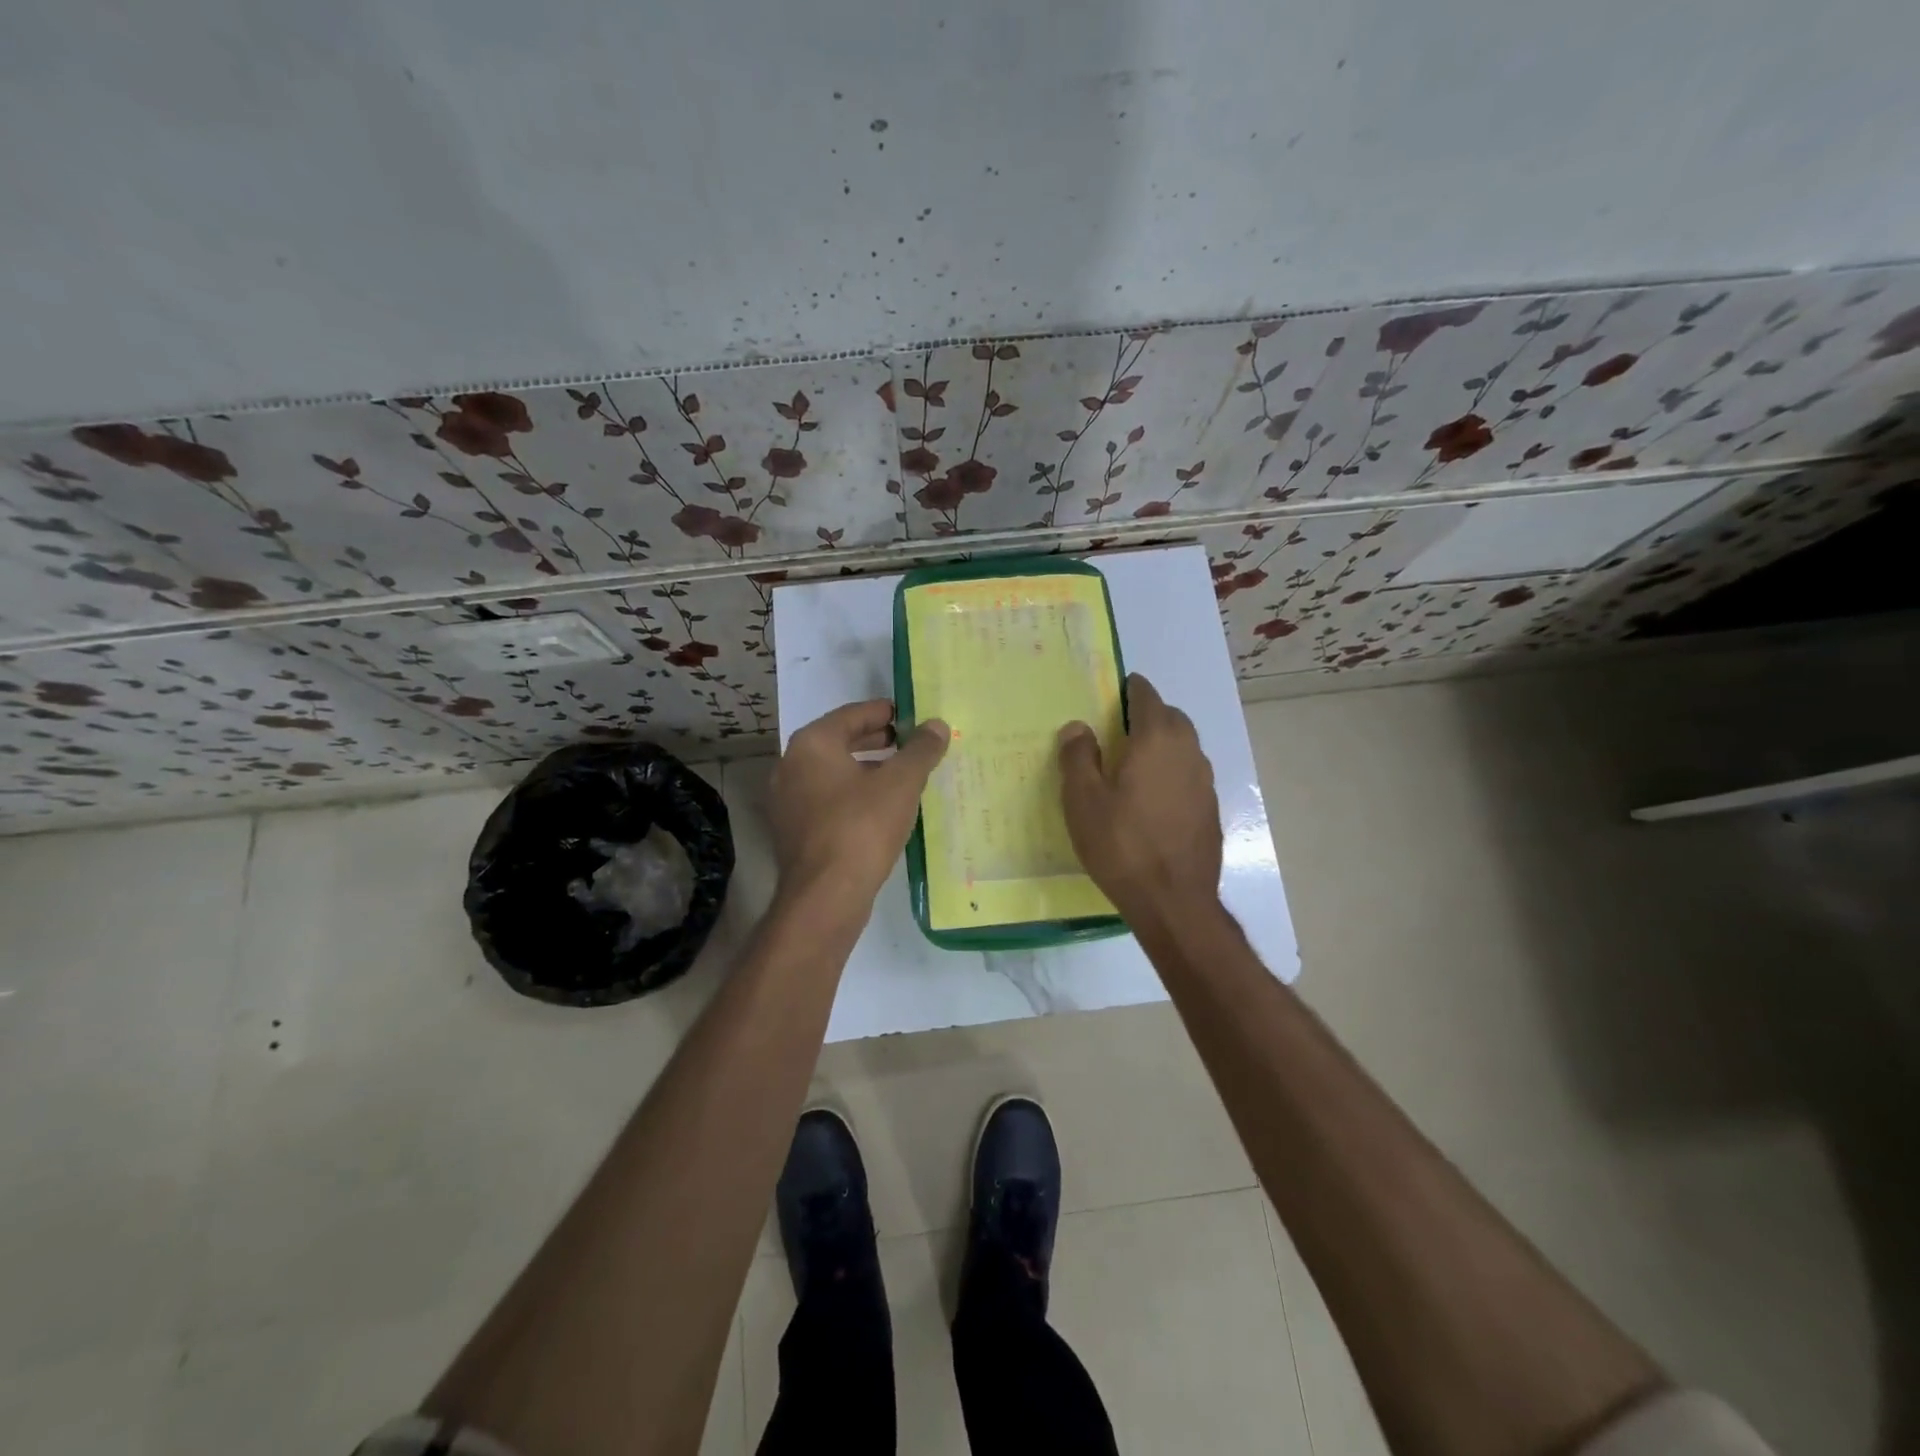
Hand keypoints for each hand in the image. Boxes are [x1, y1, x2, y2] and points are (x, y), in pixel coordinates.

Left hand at [769, 699, 949, 919]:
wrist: (825, 896)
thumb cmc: (862, 827)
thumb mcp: (901, 783)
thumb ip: (921, 750)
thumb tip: (937, 725)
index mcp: (812, 744)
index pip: (852, 714)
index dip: (885, 712)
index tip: (912, 716)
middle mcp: (791, 765)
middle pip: (840, 742)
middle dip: (877, 741)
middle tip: (910, 743)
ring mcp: (787, 800)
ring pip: (833, 773)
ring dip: (867, 770)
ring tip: (902, 775)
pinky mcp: (793, 830)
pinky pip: (828, 800)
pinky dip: (853, 795)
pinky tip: (881, 808)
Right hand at [1058, 673, 1222, 925]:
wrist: (1174, 901)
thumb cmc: (1121, 845)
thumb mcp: (1083, 801)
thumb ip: (1079, 757)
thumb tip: (1078, 727)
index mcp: (1156, 741)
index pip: (1148, 698)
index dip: (1132, 689)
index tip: (1117, 689)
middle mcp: (1188, 753)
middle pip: (1172, 718)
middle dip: (1150, 714)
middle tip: (1121, 725)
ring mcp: (1204, 783)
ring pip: (1185, 747)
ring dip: (1164, 743)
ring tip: (1136, 760)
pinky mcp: (1210, 810)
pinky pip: (1190, 775)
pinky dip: (1173, 771)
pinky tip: (1154, 797)